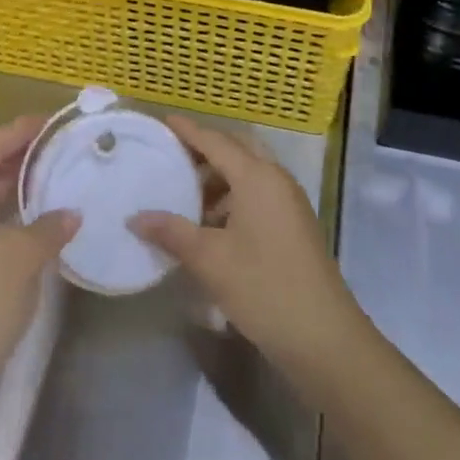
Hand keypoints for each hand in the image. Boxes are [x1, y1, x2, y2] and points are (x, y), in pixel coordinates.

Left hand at [0, 116, 78, 400]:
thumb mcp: (24, 257)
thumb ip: (50, 226)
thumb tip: (71, 213)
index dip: (22, 129)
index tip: (55, 122)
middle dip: (21, 156)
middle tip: (61, 149)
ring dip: (16, 186)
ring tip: (56, 179)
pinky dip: (8, 213)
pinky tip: (37, 221)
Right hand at [131, 116, 369, 388]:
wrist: (324, 338)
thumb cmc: (264, 288)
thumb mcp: (210, 260)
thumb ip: (171, 232)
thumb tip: (135, 218)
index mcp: (257, 177)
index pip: (216, 141)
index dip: (189, 131)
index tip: (163, 121)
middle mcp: (276, 180)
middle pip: (237, 150)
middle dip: (205, 150)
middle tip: (172, 157)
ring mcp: (289, 203)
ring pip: (249, 174)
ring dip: (219, 178)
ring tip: (185, 197)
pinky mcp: (294, 226)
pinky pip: (258, 195)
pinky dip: (233, 198)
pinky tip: (211, 225)